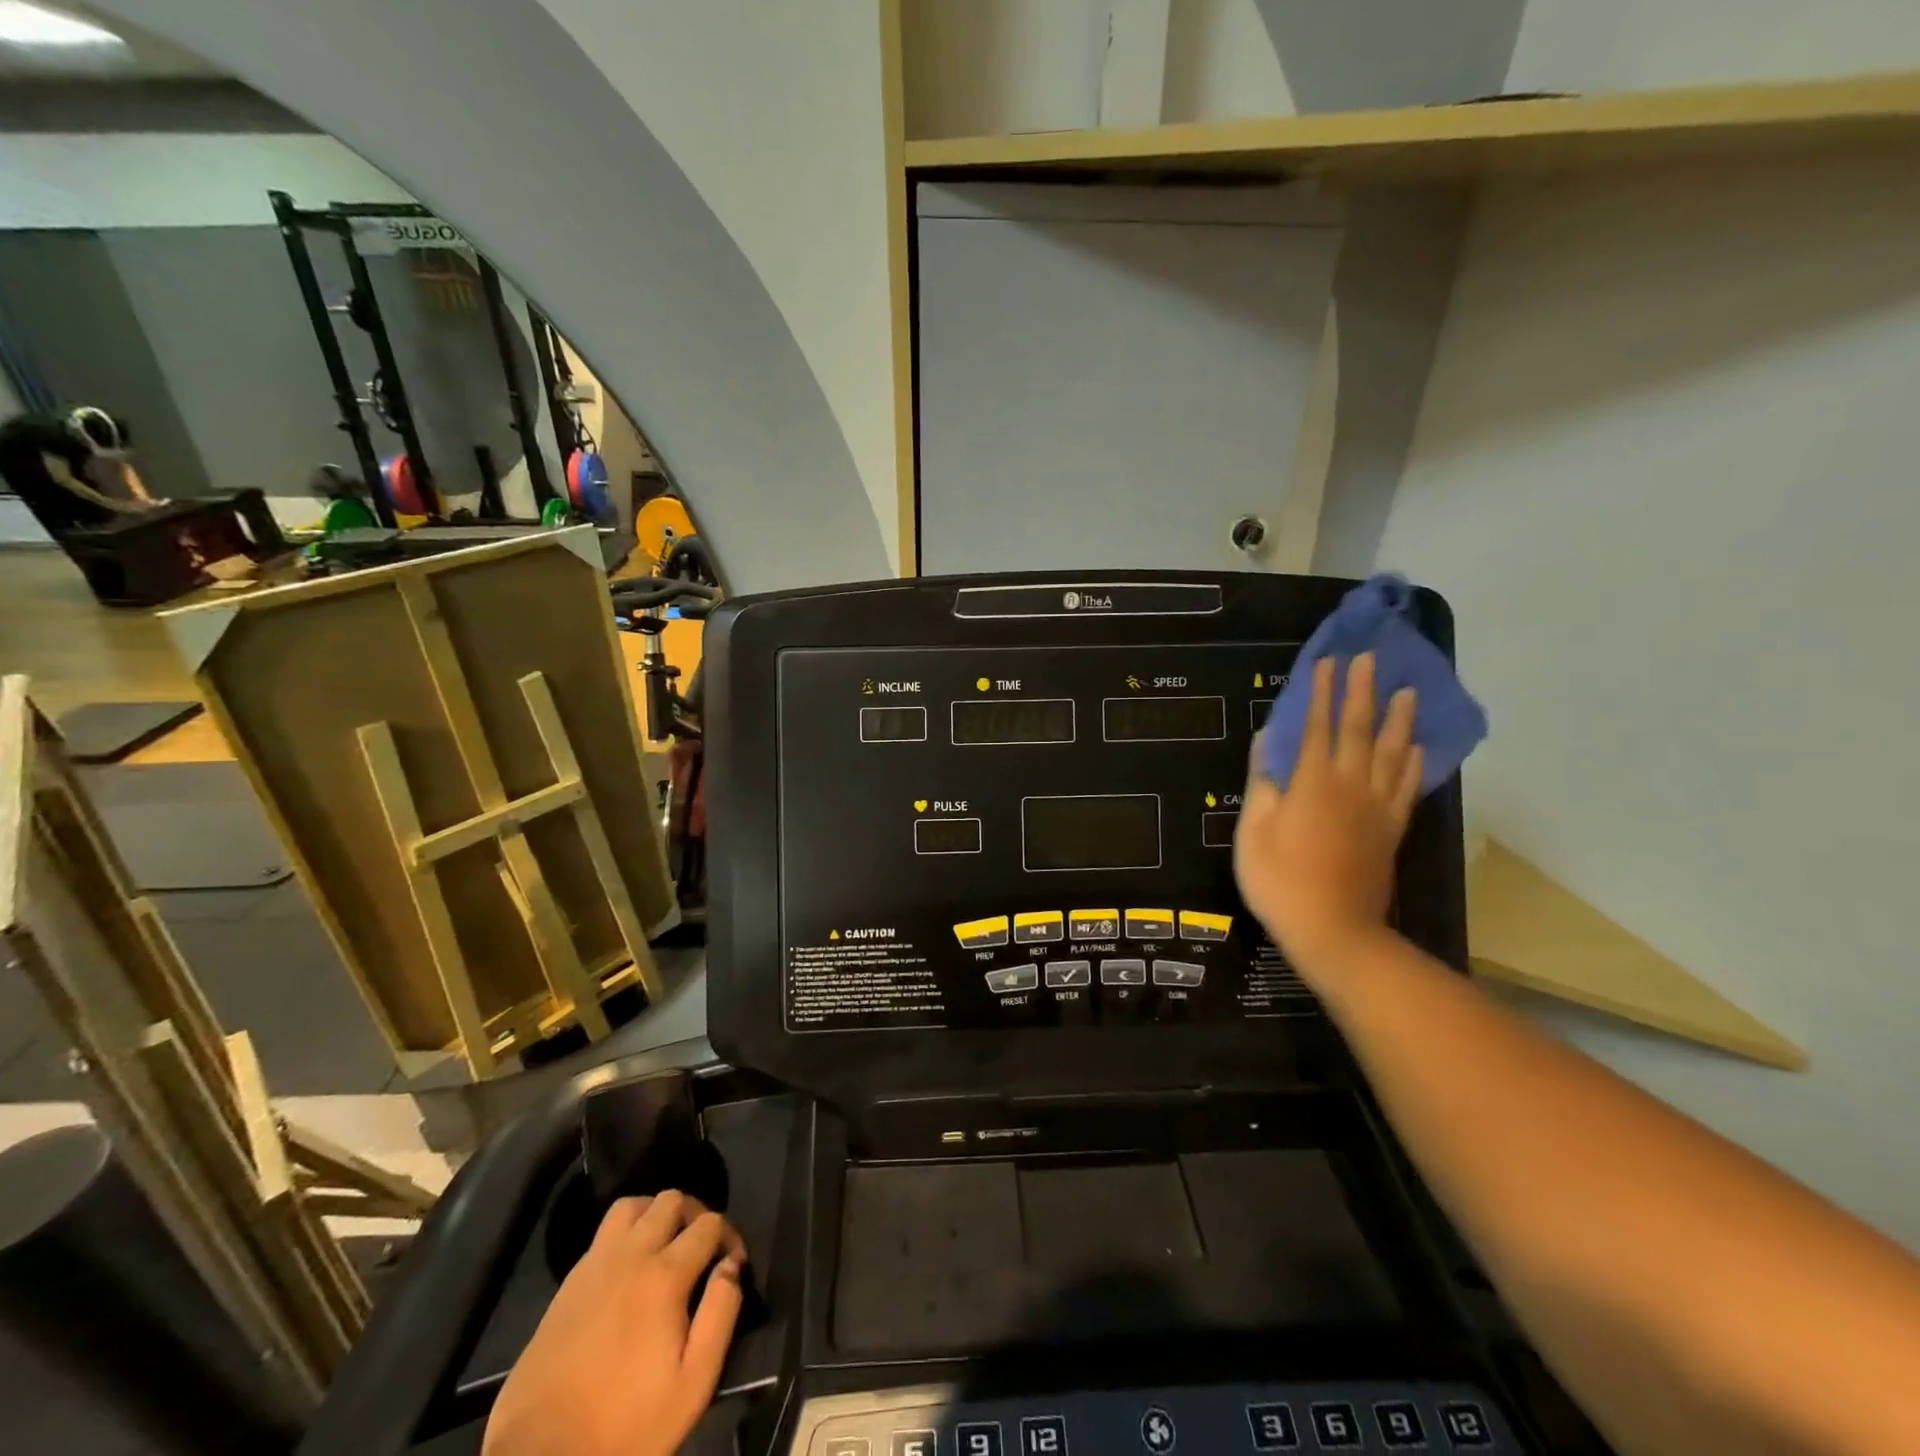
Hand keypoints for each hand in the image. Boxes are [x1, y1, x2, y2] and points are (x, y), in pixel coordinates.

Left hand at [483, 1191, 746, 1455]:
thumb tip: (731, 1267)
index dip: (730, 1237)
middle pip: (671, 1200)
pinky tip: (628, 1269)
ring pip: (632, 1206)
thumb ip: (721, 1315)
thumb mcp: (692, 1385)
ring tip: (665, 1246)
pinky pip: (604, 1233)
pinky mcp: (568, 1284)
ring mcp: (594, 1265)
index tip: (733, 1265)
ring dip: (655, 1214)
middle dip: (695, 1214)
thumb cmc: (625, 1426)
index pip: (709, 1224)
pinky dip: (626, 1234)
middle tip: (701, 1249)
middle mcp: (631, 1255)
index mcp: (665, 1276)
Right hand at [1235, 653, 1421, 976]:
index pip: (1319, 727)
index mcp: (1313, 783)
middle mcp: (1351, 785)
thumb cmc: (1280, 880)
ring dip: (1397, 720)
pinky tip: (1416, 748)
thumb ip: (1263, 782)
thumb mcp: (1253, 831)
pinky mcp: (1391, 830)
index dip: (1322, 693)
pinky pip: (1407, 788)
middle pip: (1359, 730)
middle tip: (1370, 659)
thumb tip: (1267, 741)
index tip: (1328, 662)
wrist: (1332, 930)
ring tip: (1405, 691)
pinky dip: (1413, 764)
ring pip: (1392, 753)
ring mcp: (1377, 808)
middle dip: (1362, 692)